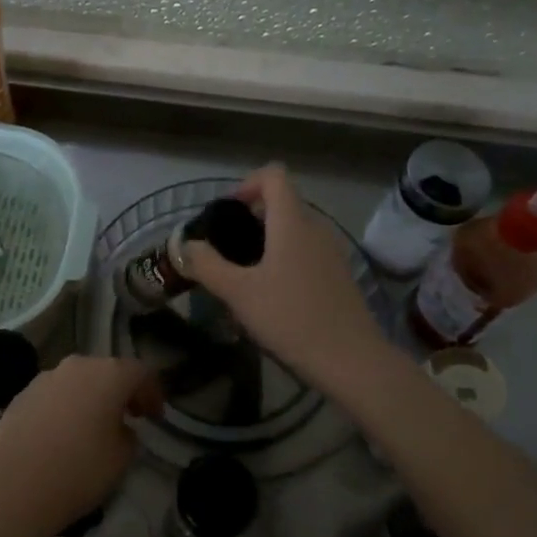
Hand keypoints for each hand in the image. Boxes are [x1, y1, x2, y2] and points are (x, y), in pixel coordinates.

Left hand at [0, 355, 159, 536]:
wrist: (14, 487)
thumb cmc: (79, 470)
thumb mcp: (122, 458)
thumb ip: (128, 434)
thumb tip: (119, 428)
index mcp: (108, 374)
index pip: (141, 372)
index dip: (152, 393)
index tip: (155, 417)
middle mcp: (77, 366)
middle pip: (107, 371)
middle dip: (120, 392)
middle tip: (128, 417)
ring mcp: (45, 378)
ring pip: (77, 381)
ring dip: (90, 398)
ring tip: (93, 427)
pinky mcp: (21, 395)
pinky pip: (53, 395)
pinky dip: (64, 407)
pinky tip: (61, 434)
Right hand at [185, 164, 389, 392]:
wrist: (350, 360)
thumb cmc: (290, 318)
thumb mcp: (238, 293)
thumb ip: (207, 265)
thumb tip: (186, 245)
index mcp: (292, 222)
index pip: (273, 175)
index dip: (246, 184)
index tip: (227, 214)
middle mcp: (316, 228)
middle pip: (283, 202)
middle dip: (252, 217)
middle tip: (227, 249)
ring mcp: (332, 252)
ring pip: (295, 230)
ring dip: (268, 241)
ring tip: (246, 275)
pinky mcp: (340, 275)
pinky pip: (307, 252)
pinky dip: (286, 259)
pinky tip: (273, 295)